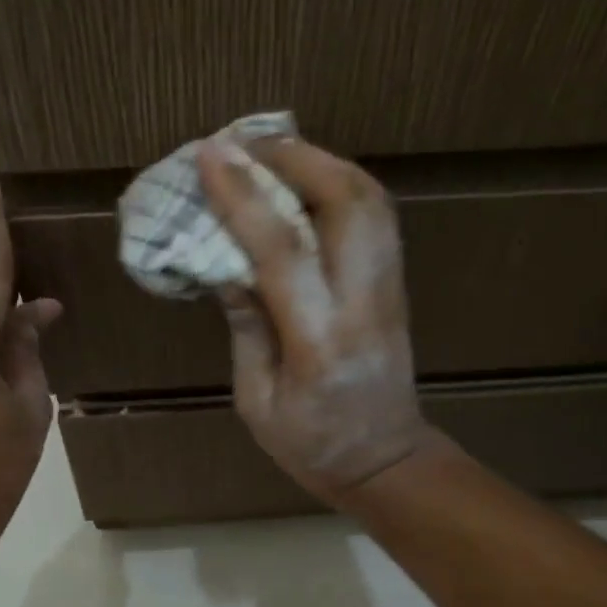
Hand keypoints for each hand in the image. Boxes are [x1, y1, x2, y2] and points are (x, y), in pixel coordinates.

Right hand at [195, 135, 436, 505]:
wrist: (387, 462)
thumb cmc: (313, 447)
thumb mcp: (258, 403)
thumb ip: (246, 330)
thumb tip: (229, 267)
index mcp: (319, 342)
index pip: (283, 250)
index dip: (244, 196)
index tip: (210, 155)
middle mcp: (363, 304)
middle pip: (348, 202)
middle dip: (295, 157)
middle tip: (245, 143)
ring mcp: (389, 291)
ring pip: (371, 201)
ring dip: (323, 162)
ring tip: (274, 153)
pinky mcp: (396, 288)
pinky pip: (377, 218)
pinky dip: (343, 185)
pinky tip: (308, 183)